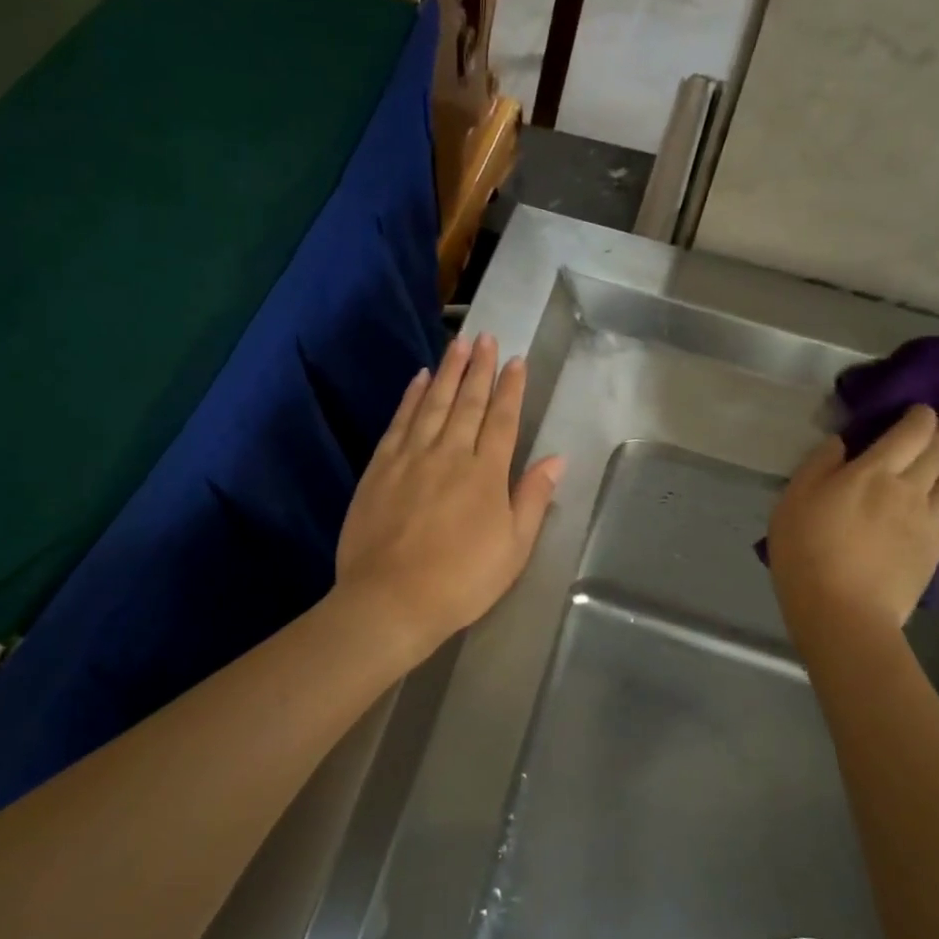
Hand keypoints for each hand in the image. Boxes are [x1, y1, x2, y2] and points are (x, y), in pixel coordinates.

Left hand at [336, 333, 563, 657]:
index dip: (511, 388)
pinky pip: (400, 422)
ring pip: (434, 403)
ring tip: (458, 344)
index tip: (516, 360)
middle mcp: (451, 454)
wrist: (391, 600)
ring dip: (448, 372)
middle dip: (480, 368)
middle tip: (486, 337)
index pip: (503, 419)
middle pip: (469, 402)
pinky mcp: (380, 467)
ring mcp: (412, 457)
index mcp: (486, 473)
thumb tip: (557, 458)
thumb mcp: (513, 548)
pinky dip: (411, 397)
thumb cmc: (462, 580)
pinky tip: (419, 379)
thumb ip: (532, 498)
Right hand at [767, 405, 938, 635]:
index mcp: (874, 473)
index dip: (920, 415)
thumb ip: (820, 464)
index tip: (923, 406)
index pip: (909, 432)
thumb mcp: (794, 499)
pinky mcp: (938, 547)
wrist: (842, 612)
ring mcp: (930, 520)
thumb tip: (843, 442)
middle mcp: (911, 489)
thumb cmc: (807, 551)